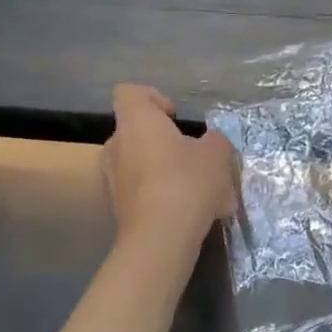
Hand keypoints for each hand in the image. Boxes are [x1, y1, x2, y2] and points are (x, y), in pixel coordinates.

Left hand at [103, 85, 237, 245]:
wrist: (161, 238)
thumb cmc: (187, 182)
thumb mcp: (217, 154)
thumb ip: (214, 141)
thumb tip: (209, 142)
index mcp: (137, 123)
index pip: (129, 93)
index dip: (153, 98)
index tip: (175, 117)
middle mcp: (117, 147)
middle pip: (135, 131)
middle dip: (163, 141)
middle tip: (191, 155)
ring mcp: (113, 180)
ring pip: (139, 164)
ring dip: (164, 170)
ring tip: (197, 188)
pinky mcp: (119, 209)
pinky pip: (142, 191)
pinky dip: (162, 196)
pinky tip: (190, 212)